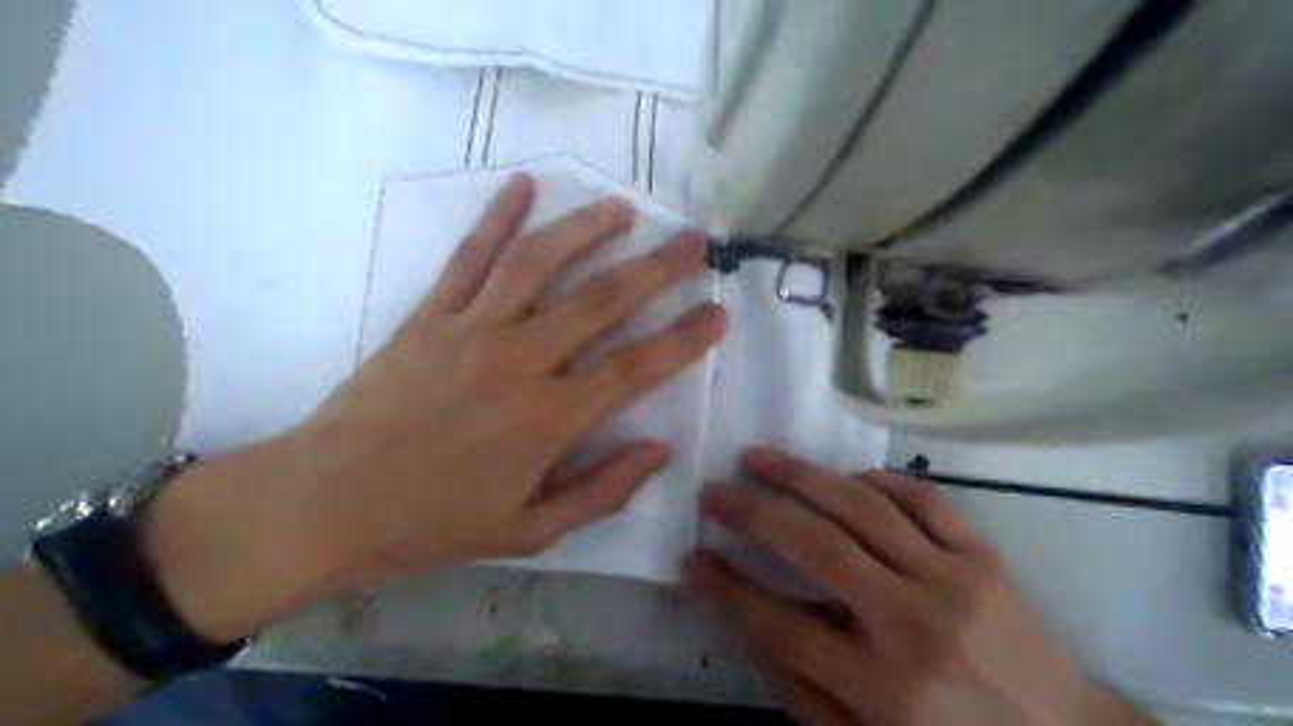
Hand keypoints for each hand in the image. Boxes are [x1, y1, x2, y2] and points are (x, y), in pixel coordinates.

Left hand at [145, 174, 724, 639]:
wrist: (324, 502)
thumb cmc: (431, 523)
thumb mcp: (528, 532)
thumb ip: (601, 491)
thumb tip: (660, 451)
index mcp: (547, 421)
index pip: (636, 369)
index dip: (684, 339)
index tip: (718, 313)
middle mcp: (518, 362)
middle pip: (600, 301)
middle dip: (656, 268)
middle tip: (692, 242)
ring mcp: (471, 330)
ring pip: (539, 263)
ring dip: (586, 229)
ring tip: (623, 208)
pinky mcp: (430, 315)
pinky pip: (469, 257)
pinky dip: (498, 217)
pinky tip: (524, 186)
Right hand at [686, 449, 1150, 725]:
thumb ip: (802, 691)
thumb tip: (748, 624)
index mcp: (882, 690)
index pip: (779, 626)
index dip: (726, 589)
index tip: (691, 559)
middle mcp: (913, 626)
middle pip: (815, 548)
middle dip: (751, 512)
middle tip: (712, 491)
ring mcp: (952, 580)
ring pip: (860, 508)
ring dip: (799, 476)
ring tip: (756, 458)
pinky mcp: (981, 555)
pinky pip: (919, 498)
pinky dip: (871, 480)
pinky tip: (838, 479)